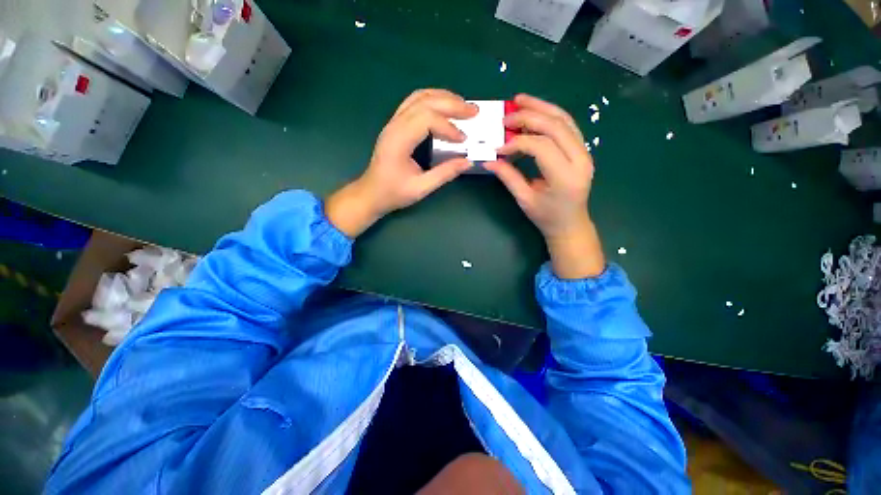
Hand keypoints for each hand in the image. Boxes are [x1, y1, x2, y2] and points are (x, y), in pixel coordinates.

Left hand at [326, 89, 476, 236]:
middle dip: (451, 104)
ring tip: (462, 105)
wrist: (371, 193)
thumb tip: (468, 162)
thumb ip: (444, 174)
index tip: (463, 140)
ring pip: (419, 97)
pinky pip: (414, 103)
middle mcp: (394, 125)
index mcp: (398, 141)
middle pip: (424, 102)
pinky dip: (433, 101)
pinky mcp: (396, 125)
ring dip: (443, 97)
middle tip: (473, 111)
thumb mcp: (421, 188)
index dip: (448, 127)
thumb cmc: (393, 193)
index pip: (426, 119)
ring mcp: (393, 122)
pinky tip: (445, 107)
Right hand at [484, 94, 604, 278]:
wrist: (571, 224)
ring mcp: (585, 153)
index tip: (499, 147)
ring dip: (541, 107)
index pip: (540, 147)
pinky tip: (536, 110)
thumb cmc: (546, 217)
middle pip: (555, 126)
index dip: (517, 143)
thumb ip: (508, 177)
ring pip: (564, 120)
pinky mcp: (583, 150)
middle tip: (506, 116)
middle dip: (528, 117)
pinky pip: (568, 125)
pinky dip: (551, 115)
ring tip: (520, 100)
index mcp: (564, 176)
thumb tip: (489, 160)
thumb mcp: (525, 199)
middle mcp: (580, 160)